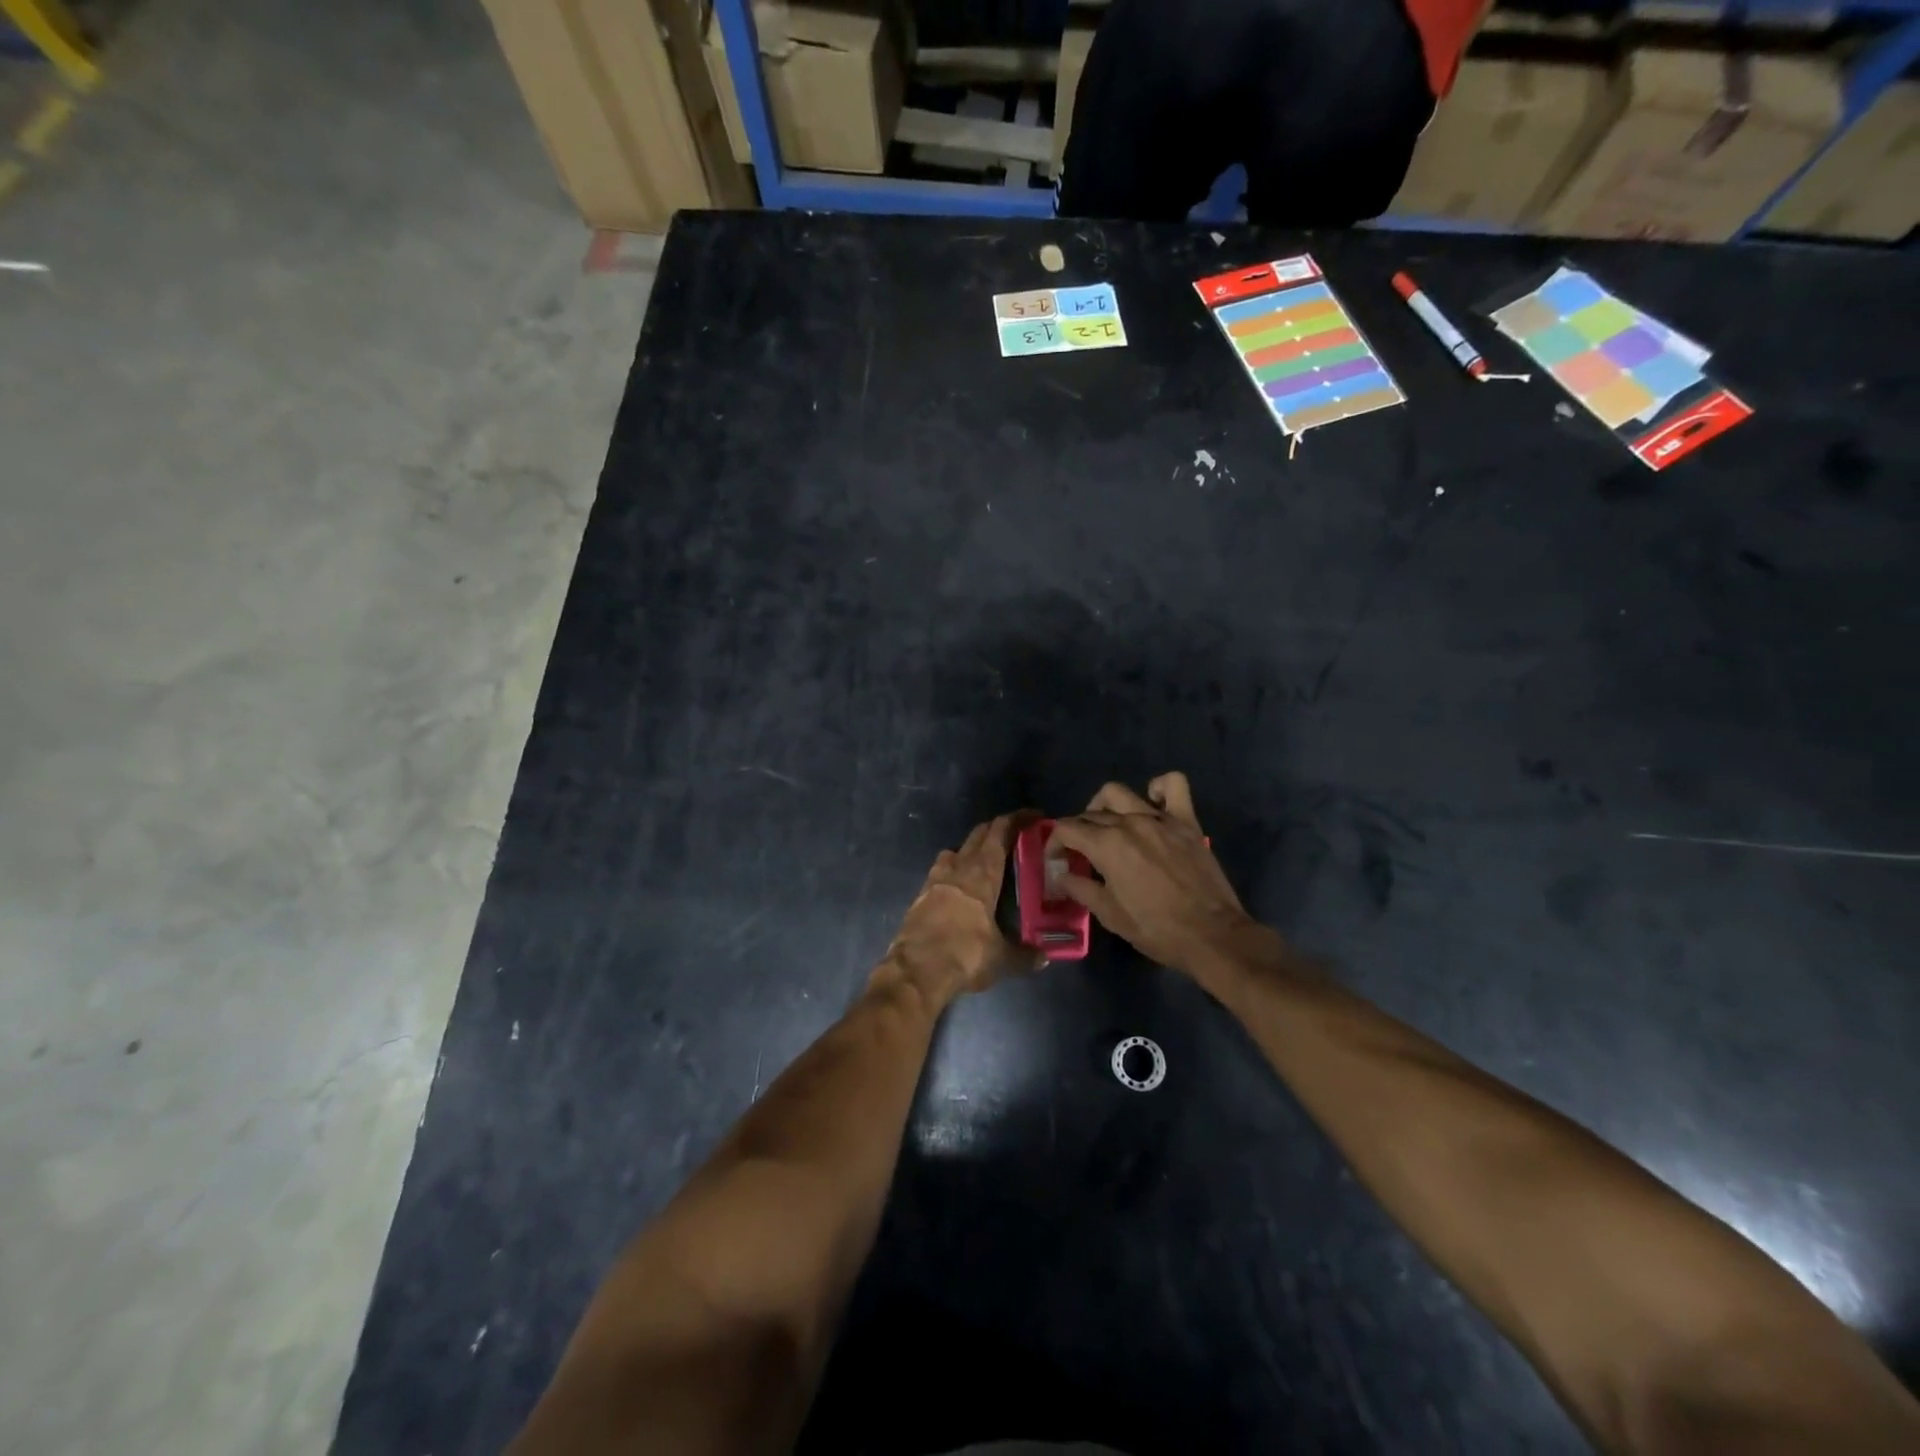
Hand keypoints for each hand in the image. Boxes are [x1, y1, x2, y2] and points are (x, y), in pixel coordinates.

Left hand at [877, 814, 1040, 1004]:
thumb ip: (1025, 955)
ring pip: (955, 850)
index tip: (1034, 816)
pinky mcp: (920, 895)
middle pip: (978, 835)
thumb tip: (1044, 957)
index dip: (1017, 819)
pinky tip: (960, 888)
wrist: (916, 971)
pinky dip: (953, 870)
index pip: (1000, 832)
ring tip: (985, 862)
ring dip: (971, 848)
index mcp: (982, 873)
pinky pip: (940, 871)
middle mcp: (958, 868)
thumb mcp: (1002, 959)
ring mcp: (935, 879)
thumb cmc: (965, 955)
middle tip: (1015, 835)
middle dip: (997, 829)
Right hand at [1049, 773, 1267, 979]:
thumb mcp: (1110, 915)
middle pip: (1091, 814)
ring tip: (1108, 827)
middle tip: (1081, 856)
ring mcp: (1160, 819)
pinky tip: (1152, 804)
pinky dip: (1158, 788)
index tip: (1057, 862)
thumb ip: (1081, 889)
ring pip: (1120, 793)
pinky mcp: (1186, 821)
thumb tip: (1062, 875)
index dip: (1054, 843)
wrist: (1213, 936)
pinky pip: (1173, 785)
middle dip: (1077, 832)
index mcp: (1107, 845)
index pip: (1066, 829)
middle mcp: (1130, 823)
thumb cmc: (1157, 930)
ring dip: (1105, 806)